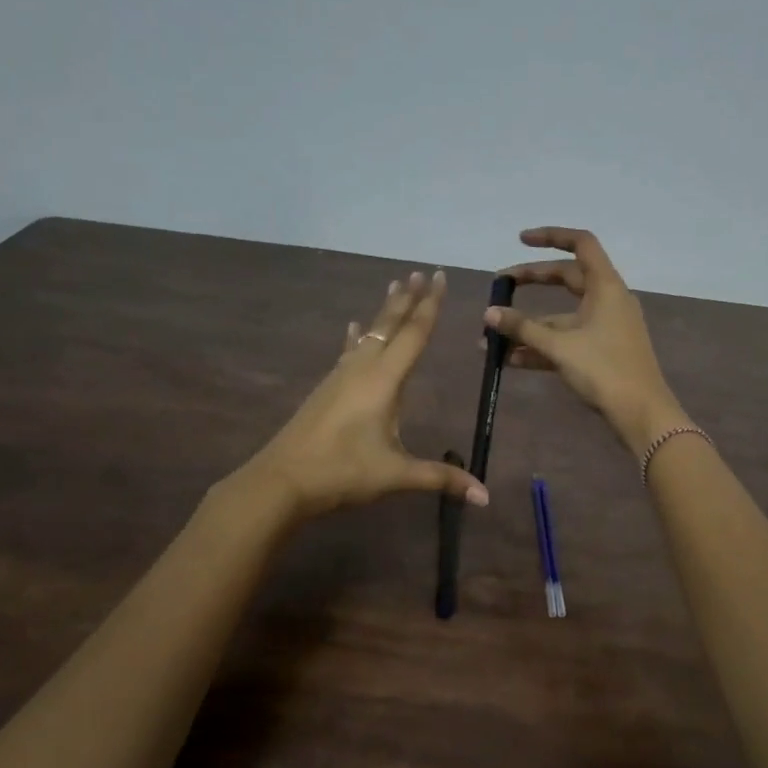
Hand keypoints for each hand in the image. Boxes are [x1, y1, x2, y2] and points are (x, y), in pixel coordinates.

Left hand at [236, 270, 487, 521]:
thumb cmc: (342, 472)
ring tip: (394, 287)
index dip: (430, 305)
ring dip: (384, 312)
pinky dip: (355, 336)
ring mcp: (340, 376)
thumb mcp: (396, 475)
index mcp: (384, 381)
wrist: (281, 480)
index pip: (413, 335)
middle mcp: (362, 369)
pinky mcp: (326, 389)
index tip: (439, 277)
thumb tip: (485, 496)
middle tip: (420, 272)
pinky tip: (351, 326)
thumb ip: (441, 478)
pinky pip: (348, 351)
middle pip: (389, 325)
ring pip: (367, 334)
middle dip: (408, 299)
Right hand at [488, 227, 689, 456]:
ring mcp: (605, 327)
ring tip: (492, 337)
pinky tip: (510, 360)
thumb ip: (522, 328)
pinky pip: (566, 340)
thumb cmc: (604, 370)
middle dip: (531, 282)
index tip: (520, 240)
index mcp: (605, 286)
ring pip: (562, 315)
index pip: (581, 244)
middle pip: (566, 278)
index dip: (551, 236)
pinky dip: (541, 346)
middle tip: (500, 287)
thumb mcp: (559, 346)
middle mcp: (607, 300)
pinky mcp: (600, 352)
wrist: (641, 413)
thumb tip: (489, 314)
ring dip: (529, 325)